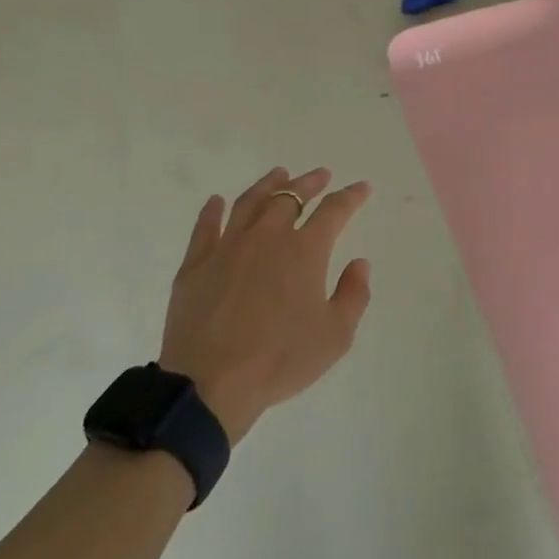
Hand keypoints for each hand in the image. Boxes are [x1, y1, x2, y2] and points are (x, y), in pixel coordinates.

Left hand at [161, 168, 372, 443]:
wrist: (211, 384)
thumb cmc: (280, 361)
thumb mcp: (335, 336)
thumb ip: (354, 295)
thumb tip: (359, 263)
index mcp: (304, 251)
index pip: (334, 211)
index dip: (351, 196)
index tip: (362, 187)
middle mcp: (267, 237)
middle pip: (290, 196)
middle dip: (309, 182)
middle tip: (320, 175)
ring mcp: (228, 246)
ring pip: (250, 202)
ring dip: (268, 184)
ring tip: (278, 174)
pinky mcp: (196, 263)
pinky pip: (206, 226)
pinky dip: (213, 210)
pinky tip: (217, 201)